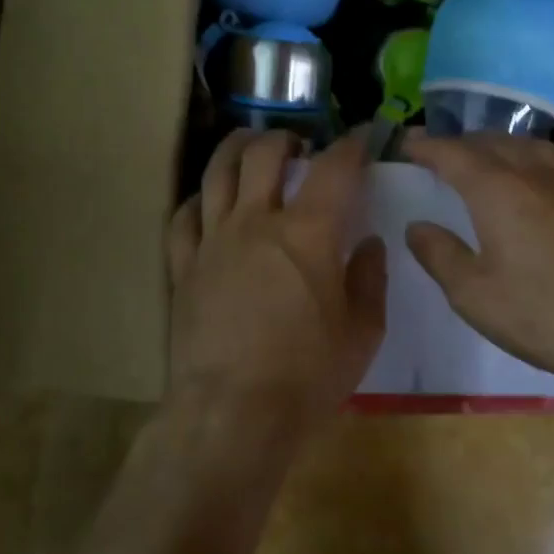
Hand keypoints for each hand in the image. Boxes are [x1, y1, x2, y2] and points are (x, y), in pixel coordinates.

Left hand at [165, 130, 386, 449]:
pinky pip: (183, 217)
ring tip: (249, 147)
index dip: (352, 146)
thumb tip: (368, 244)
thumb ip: (369, 280)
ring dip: (236, 149)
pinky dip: (198, 200)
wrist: (232, 414)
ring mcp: (213, 241)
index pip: (335, 169)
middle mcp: (257, 222)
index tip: (362, 138)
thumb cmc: (307, 376)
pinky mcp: (183, 267)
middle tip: (300, 147)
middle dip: (286, 138)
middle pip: (265, 154)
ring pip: (217, 172)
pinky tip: (207, 202)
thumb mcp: (362, 333)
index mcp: (309, 234)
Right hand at [400, 132, 553, 392]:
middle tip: (440, 154)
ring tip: (485, 158)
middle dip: (461, 143)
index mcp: (498, 191)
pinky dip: (536, 158)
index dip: (427, 146)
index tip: (407, 143)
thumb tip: (417, 226)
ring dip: (499, 146)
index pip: (454, 154)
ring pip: (530, 147)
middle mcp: (536, 174)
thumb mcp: (474, 295)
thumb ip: (439, 255)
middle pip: (492, 143)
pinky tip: (540, 174)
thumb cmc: (544, 315)